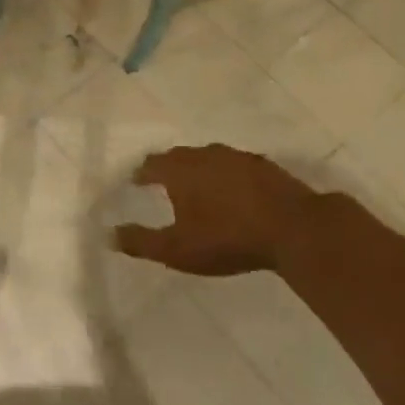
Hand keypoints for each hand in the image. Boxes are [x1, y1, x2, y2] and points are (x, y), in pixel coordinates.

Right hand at [114, 144, 358, 276]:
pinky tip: (231, 191)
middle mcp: (207, 155)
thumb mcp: (176, 249)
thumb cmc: (227, 238)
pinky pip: (235, 166)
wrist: (295, 229)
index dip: (141, 173)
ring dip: (198, 169)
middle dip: (167, 167)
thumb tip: (109, 234)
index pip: (152, 164)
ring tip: (195, 185)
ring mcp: (239, 158)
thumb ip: (141, 241)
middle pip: (180, 156)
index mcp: (181, 170)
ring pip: (209, 158)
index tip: (135, 182)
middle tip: (161, 181)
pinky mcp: (266, 167)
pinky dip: (225, 176)